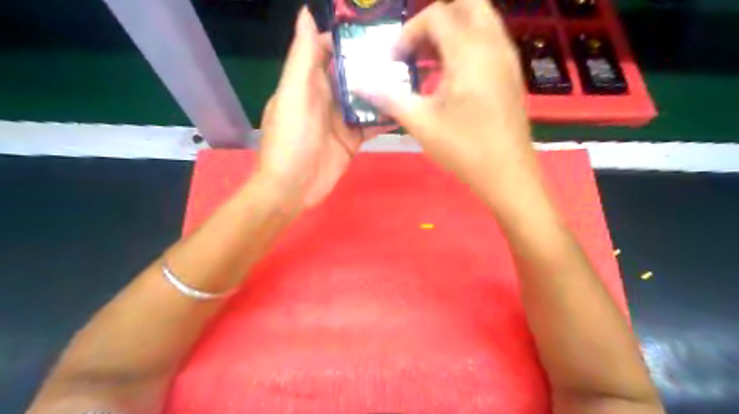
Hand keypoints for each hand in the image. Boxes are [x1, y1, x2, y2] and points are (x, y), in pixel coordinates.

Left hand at [258, 7, 387, 208]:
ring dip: (384, 90)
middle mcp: (326, 98)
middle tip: (405, 53)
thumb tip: (306, 13)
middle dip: (374, 63)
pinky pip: (370, 125)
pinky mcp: (352, 140)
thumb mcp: (293, 95)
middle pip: (352, 74)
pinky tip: (404, 111)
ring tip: (411, 78)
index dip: (348, 39)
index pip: (329, 51)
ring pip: (365, 99)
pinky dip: (385, 118)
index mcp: (308, 83)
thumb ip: (302, 58)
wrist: (292, 188)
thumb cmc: (290, 140)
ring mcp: (340, 120)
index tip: (376, 30)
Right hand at [363, 1, 541, 202]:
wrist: (507, 173)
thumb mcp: (421, 123)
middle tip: (416, 48)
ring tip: (430, 61)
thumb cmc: (464, 148)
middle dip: (435, 19)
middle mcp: (493, 44)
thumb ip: (388, 97)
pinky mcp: (512, 73)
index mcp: (469, 52)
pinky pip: (489, 40)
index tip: (395, 61)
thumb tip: (358, 83)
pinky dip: (467, 44)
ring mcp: (507, 58)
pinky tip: (451, 76)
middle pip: (466, 4)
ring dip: (452, 31)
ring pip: (481, 20)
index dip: (409, 33)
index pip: (436, 15)